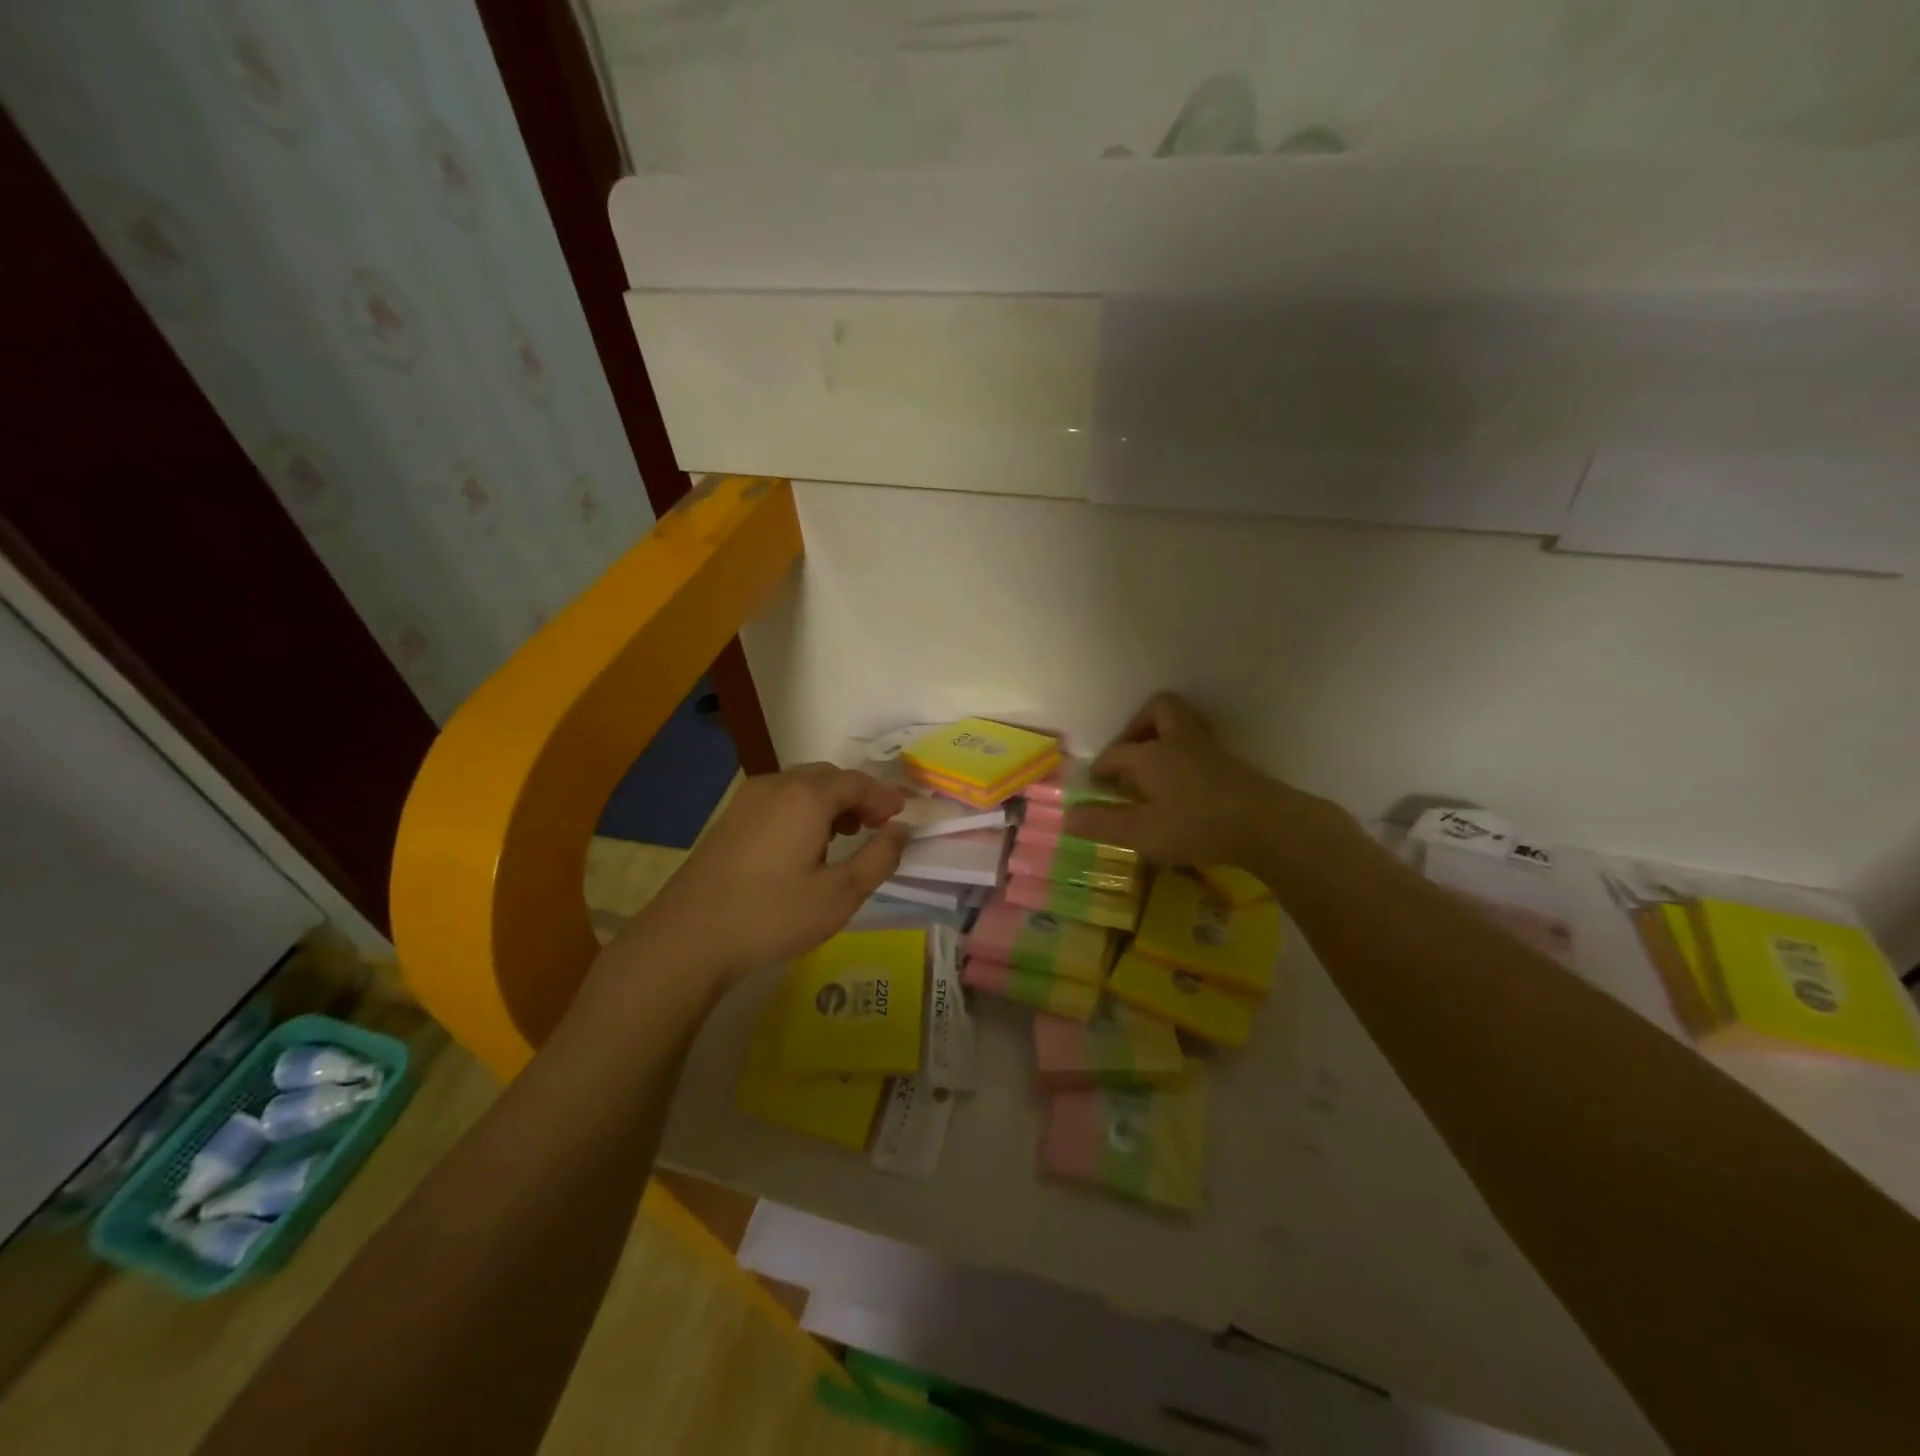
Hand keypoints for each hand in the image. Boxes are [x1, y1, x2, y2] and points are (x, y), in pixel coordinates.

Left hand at [620, 763, 908, 982]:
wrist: (689, 937)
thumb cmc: (772, 915)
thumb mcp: (840, 894)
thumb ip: (879, 858)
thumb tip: (902, 830)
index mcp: (806, 796)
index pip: (856, 782)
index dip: (883, 796)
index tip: (901, 816)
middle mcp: (776, 786)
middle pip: (827, 777)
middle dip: (857, 795)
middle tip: (876, 825)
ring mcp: (747, 800)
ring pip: (800, 786)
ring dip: (829, 802)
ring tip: (845, 836)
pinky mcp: (729, 819)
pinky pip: (778, 799)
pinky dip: (803, 810)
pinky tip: (805, 845)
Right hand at [1063, 693, 1318, 868]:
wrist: (1265, 825)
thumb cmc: (1196, 826)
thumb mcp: (1141, 832)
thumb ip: (1103, 823)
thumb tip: (1067, 816)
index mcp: (1150, 755)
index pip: (1116, 753)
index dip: (1101, 767)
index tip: (1094, 784)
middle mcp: (1177, 741)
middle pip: (1157, 710)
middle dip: (1138, 725)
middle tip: (1131, 754)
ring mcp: (1208, 748)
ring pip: (1182, 722)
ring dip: (1164, 735)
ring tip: (1155, 767)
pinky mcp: (1231, 762)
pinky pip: (1200, 744)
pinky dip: (1186, 754)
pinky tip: (1185, 783)